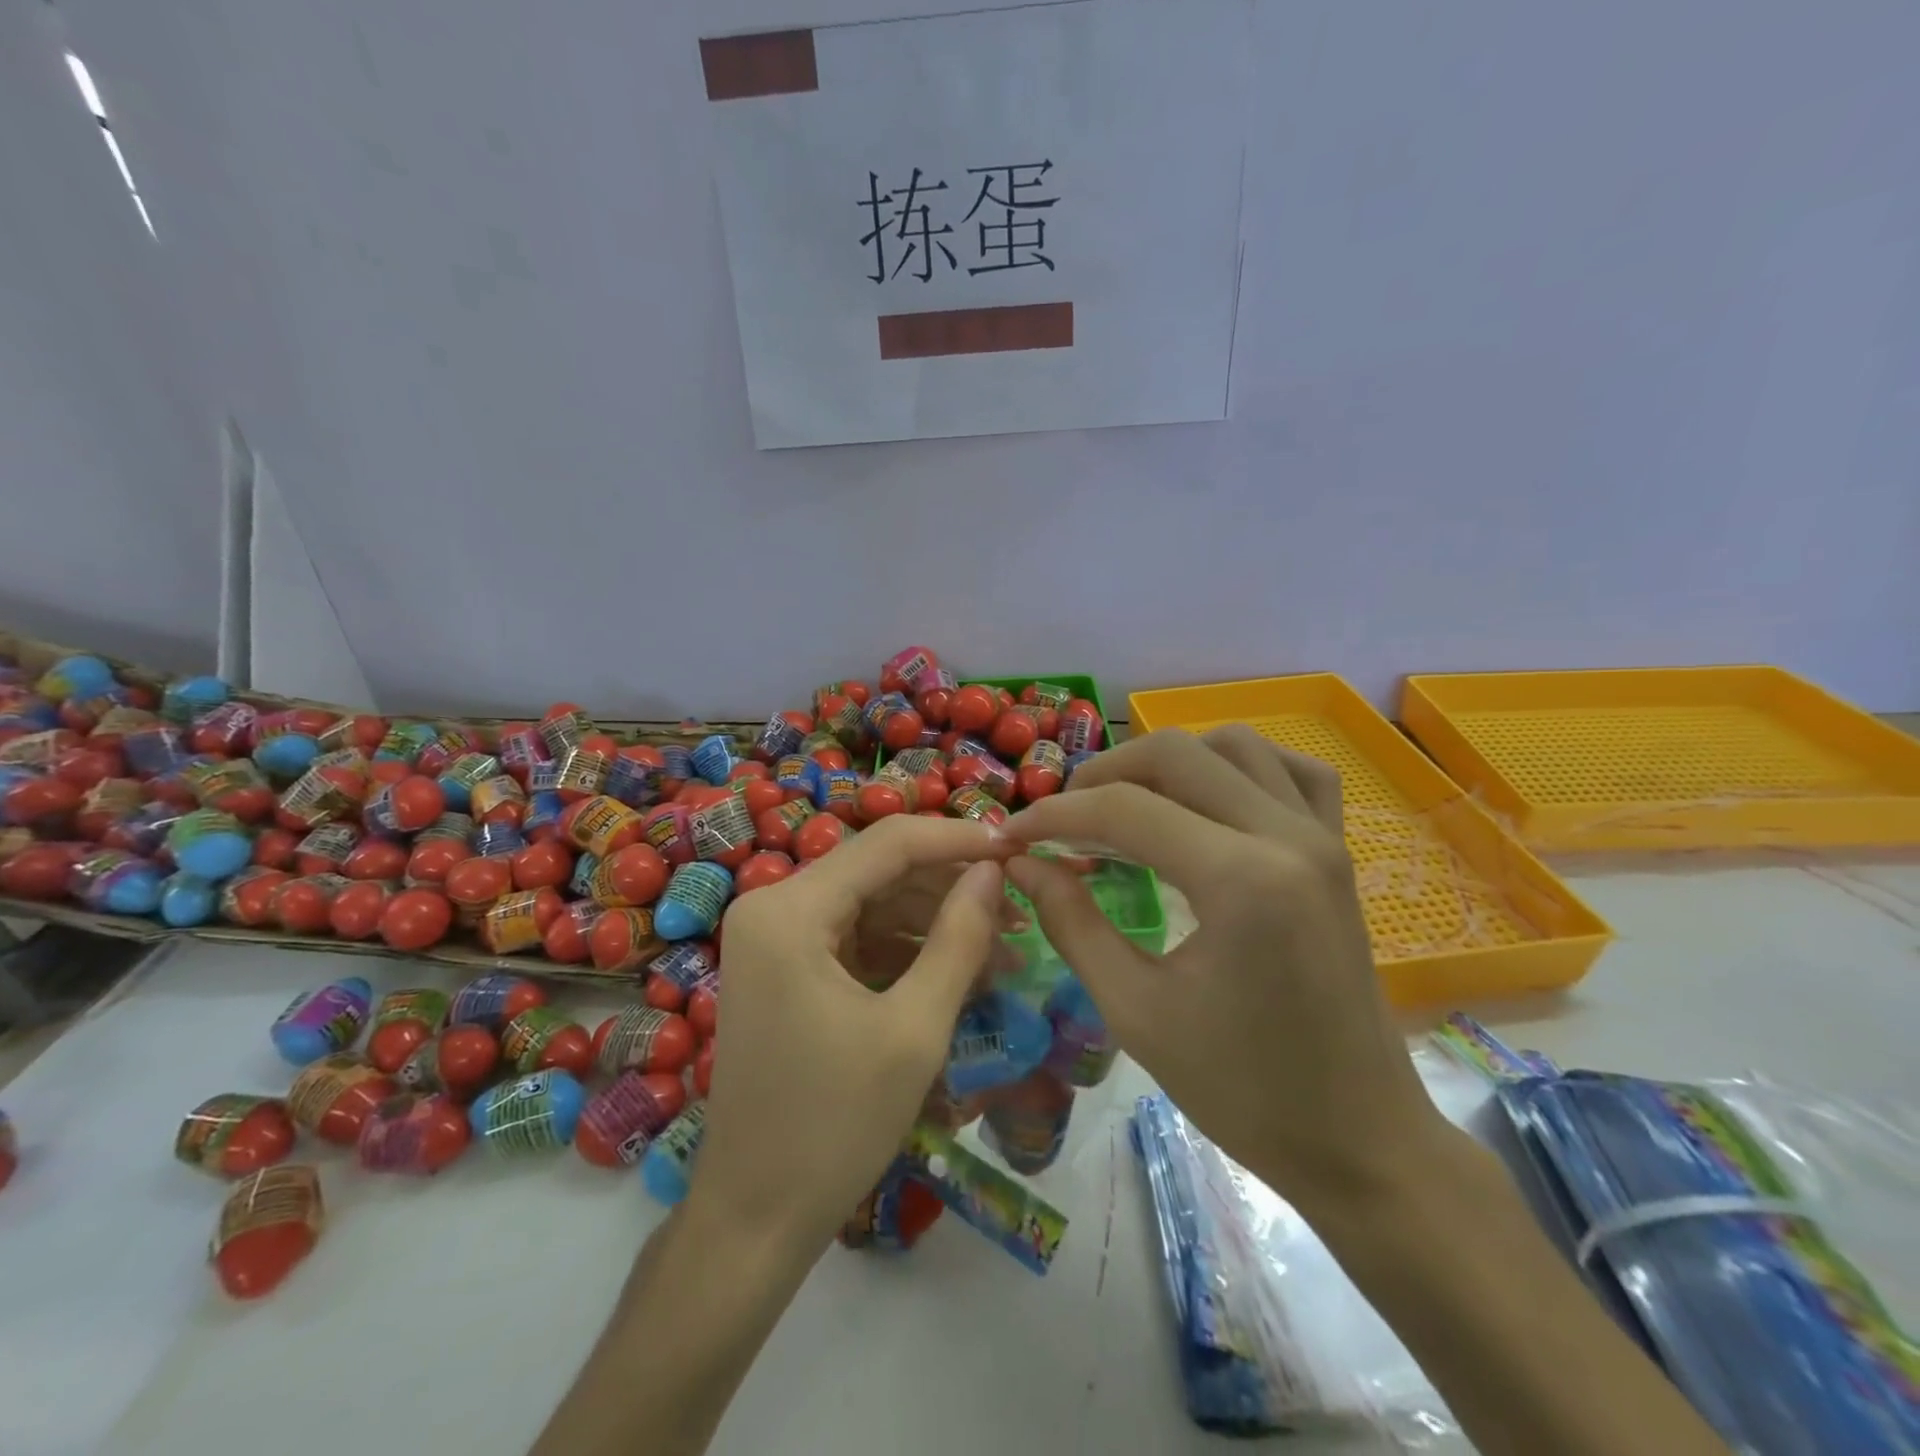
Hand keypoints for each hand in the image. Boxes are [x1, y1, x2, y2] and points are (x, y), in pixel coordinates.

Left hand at [691, 815, 1011, 1251]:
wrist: (755, 1219)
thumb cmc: (835, 1126)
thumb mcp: (915, 1028)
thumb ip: (959, 938)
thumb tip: (994, 870)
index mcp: (789, 910)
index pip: (888, 843)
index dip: (957, 840)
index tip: (1017, 850)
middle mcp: (772, 906)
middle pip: (878, 870)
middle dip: (950, 886)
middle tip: (1018, 908)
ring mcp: (774, 938)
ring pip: (871, 902)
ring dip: (933, 921)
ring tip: (1001, 948)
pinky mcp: (784, 968)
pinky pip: (855, 937)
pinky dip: (904, 949)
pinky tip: (957, 968)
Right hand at [1002, 728, 1446, 1210]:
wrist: (1359, 1139)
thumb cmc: (1243, 1090)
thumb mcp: (1136, 1011)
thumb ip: (1072, 923)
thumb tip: (1021, 864)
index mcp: (1241, 881)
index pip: (1125, 809)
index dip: (1055, 815)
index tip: (1012, 835)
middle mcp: (1286, 836)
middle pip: (1176, 755)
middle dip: (1102, 774)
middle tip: (1062, 818)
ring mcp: (1322, 836)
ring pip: (1233, 745)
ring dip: (1167, 760)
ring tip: (1125, 802)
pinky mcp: (1338, 850)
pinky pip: (1292, 770)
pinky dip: (1239, 765)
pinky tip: (1209, 797)